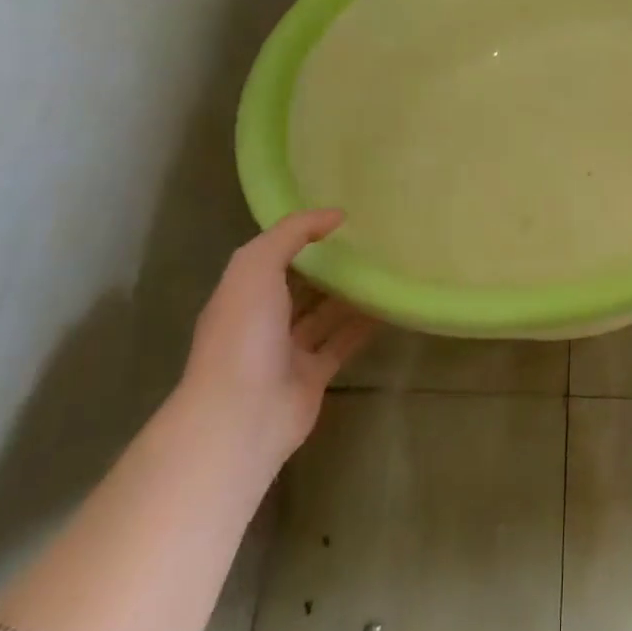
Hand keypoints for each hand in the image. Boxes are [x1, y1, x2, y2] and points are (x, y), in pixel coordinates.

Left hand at [182, 209, 374, 475]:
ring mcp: (287, 351)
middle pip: (299, 286)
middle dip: (327, 266)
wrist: (243, 415)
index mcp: (243, 293)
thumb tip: (336, 215)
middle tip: (369, 241)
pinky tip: (388, 305)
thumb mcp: (256, 266)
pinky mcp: (313, 376)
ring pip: (323, 315)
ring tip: (384, 267)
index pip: (273, 256)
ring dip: (349, 294)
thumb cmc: (244, 334)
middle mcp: (262, 320)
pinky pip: (342, 343)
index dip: (301, 236)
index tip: (340, 219)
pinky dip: (363, 326)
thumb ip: (292, 233)